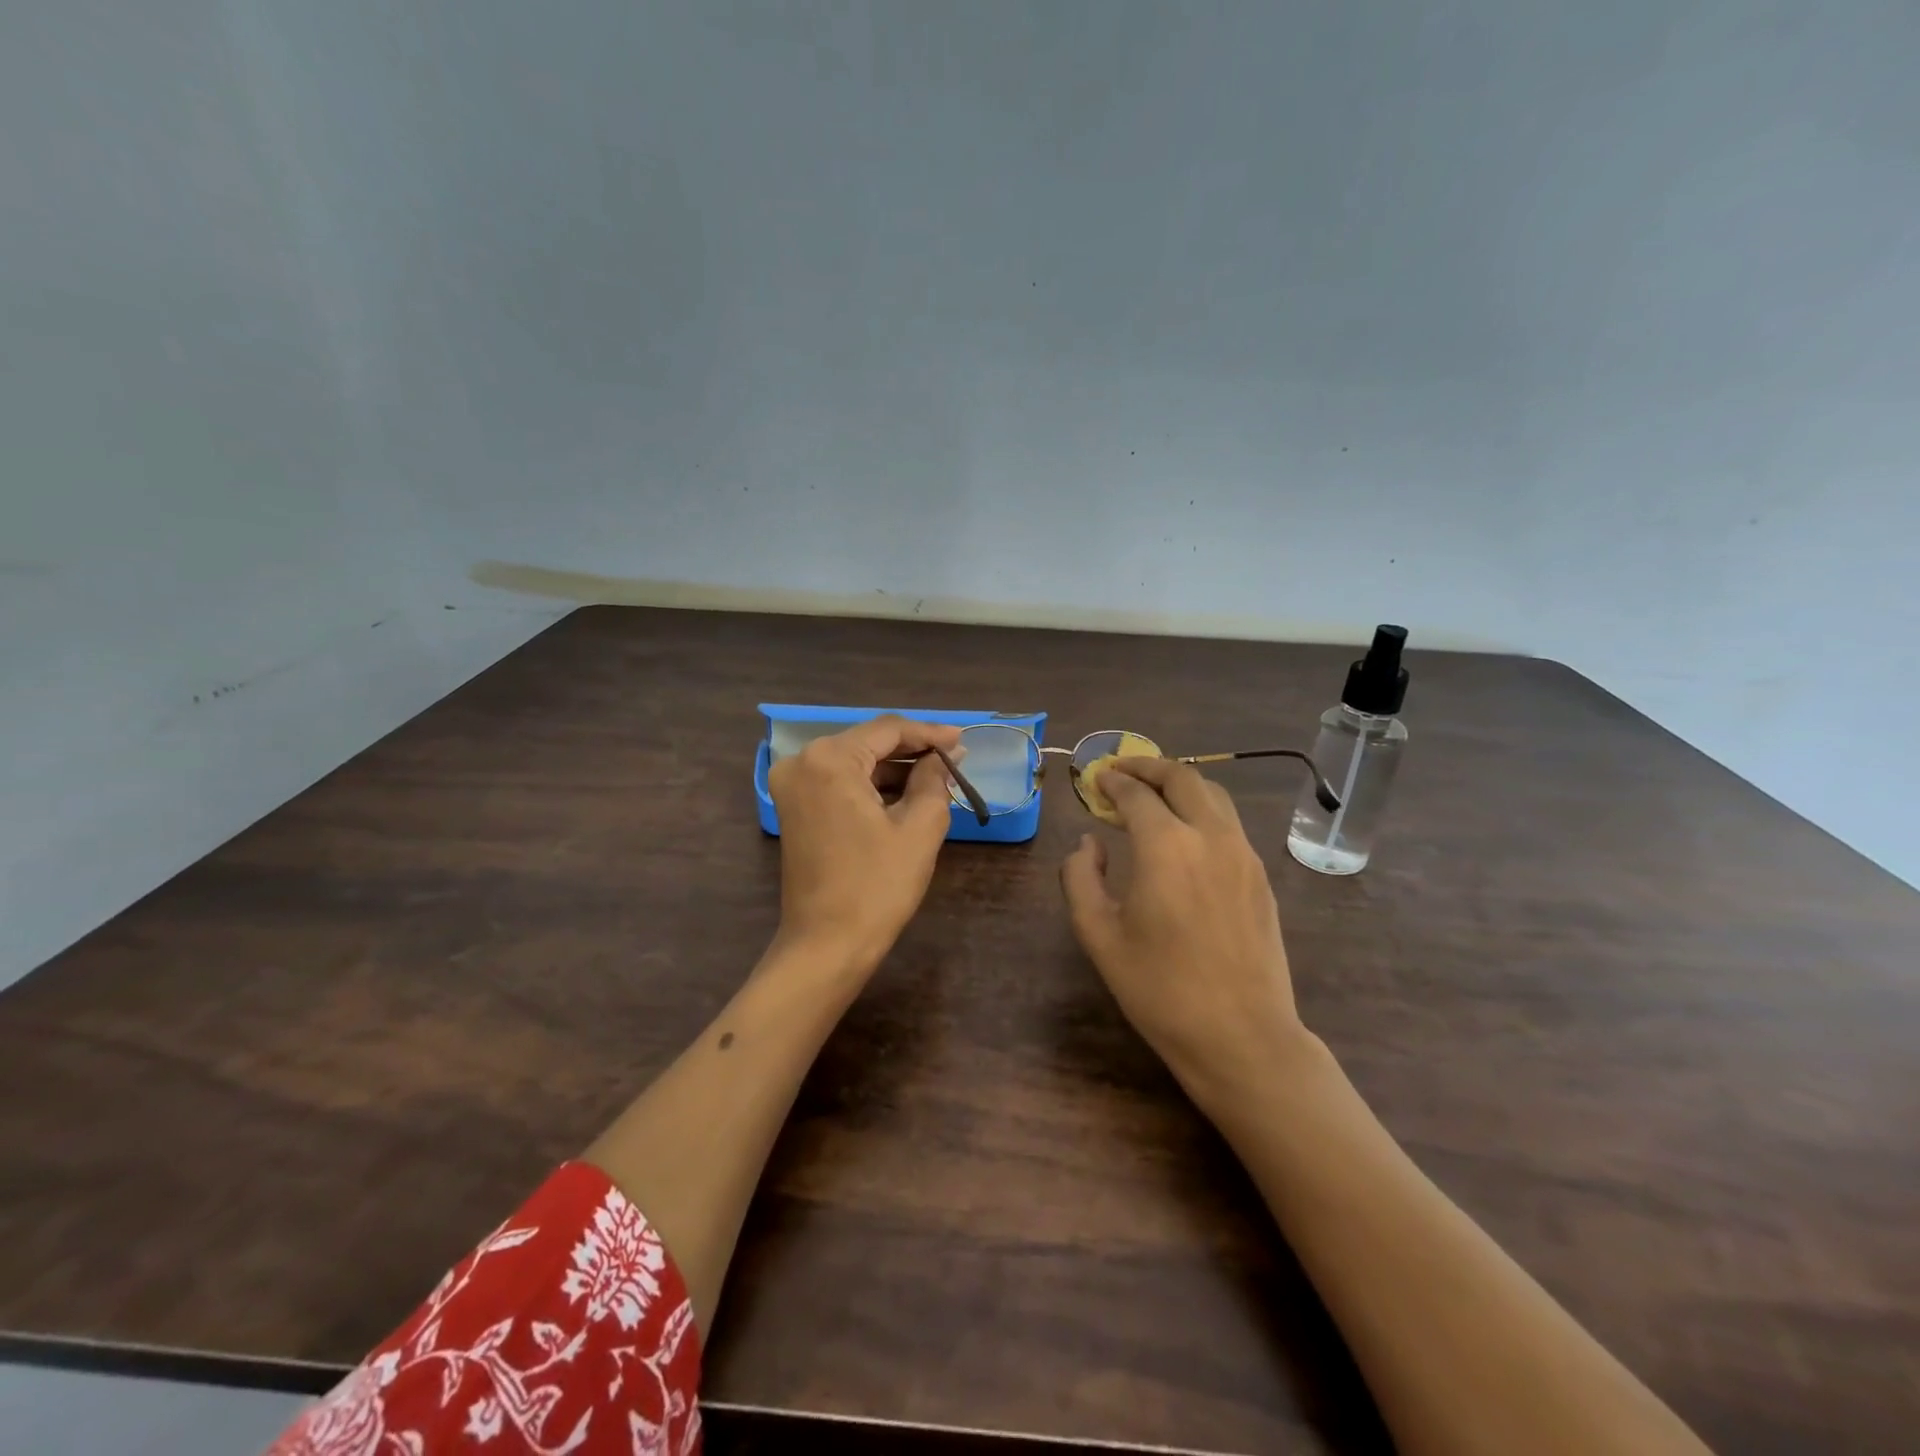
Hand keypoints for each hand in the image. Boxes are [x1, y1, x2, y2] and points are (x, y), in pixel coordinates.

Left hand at [767, 715, 962, 975]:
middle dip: (912, 750)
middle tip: (954, 757)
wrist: (826, 946)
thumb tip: (944, 757)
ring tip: (938, 776)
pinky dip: (872, 786)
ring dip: (894, 769)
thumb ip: (934, 781)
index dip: (929, 733)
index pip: (887, 730)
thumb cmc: (876, 886)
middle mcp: (802, 762)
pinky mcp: (794, 809)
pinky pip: (839, 782)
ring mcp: (792, 786)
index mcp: (829, 759)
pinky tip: (906, 793)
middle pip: (868, 742)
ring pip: (854, 762)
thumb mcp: (918, 829)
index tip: (963, 740)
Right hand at [1060, 756, 1312, 1106]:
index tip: (1095, 778)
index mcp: (1166, 846)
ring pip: (1212, 794)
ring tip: (1152, 793)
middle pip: (1182, 777)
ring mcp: (1243, 853)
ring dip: (1179, 783)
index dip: (1112, 781)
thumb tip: (1088, 844)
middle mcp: (1210, 836)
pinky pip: (1228, 822)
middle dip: (1147, 766)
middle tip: (1121, 771)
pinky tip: (1184, 831)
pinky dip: (1201, 808)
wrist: (1241, 1036)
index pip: (1135, 794)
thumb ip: (1080, 878)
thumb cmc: (1159, 989)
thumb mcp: (1098, 935)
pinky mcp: (1260, 875)